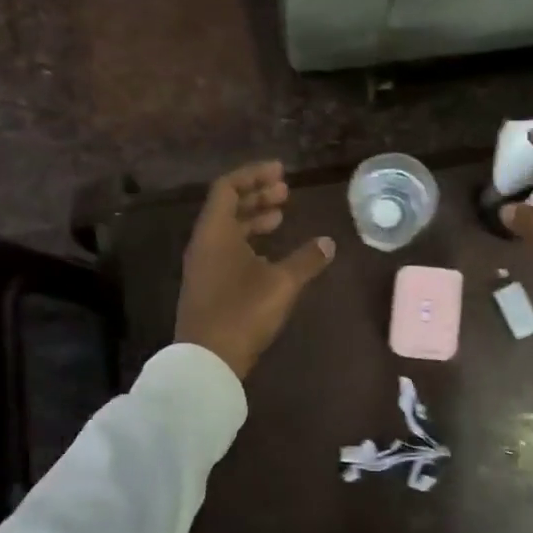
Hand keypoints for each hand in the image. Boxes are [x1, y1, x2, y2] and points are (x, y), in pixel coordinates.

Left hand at [176, 161, 335, 379]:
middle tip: (286, 192)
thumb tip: (329, 243)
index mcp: (215, 232)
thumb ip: (307, 259)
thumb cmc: (242, 312)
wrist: (207, 360)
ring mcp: (203, 266)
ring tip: (281, 216)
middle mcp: (204, 243)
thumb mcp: (282, 283)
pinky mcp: (208, 285)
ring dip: (254, 218)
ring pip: (227, 230)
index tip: (281, 172)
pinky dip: (249, 241)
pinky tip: (270, 253)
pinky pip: (227, 249)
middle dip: (257, 195)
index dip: (254, 175)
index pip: (228, 187)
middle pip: (227, 206)